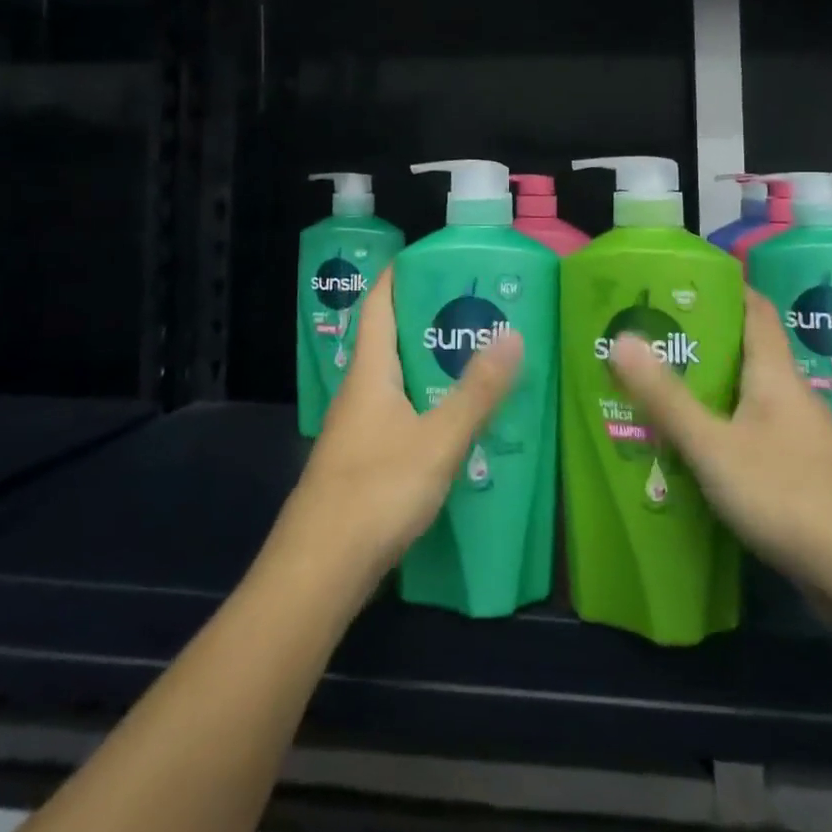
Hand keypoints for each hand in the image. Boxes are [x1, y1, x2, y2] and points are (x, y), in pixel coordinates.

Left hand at [276, 268, 522, 587]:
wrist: (318, 572)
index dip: (400, 274)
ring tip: (478, 359)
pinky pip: (398, 415)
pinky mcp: (362, 463)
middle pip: (390, 340)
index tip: (436, 258)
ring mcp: (357, 430)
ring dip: (431, 366)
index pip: (378, 303)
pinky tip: (456, 422)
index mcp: (370, 372)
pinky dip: (426, 404)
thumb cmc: (376, 491)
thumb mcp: (439, 439)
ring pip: (396, 381)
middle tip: (478, 310)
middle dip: (429, 320)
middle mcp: (359, 392)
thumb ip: (477, 391)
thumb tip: (512, 334)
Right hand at [609, 289, 831, 613]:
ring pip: (747, 401)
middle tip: (649, 340)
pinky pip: (753, 440)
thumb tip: (621, 338)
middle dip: (700, 344)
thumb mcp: (714, 446)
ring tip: (657, 393)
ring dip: (708, 393)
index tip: (680, 281)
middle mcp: (791, 398)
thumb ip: (666, 397)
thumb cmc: (790, 495)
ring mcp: (801, 441)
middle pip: (746, 354)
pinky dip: (722, 436)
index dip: (724, 288)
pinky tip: (693, 455)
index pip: (755, 309)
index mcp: (775, 375)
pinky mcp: (803, 480)